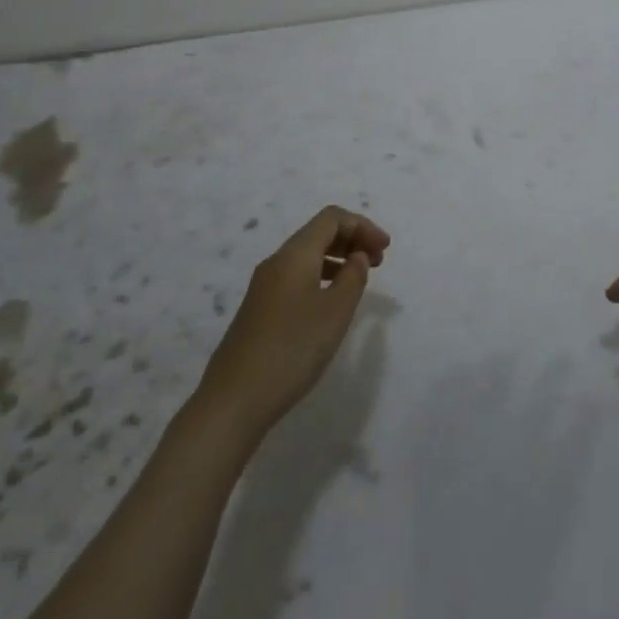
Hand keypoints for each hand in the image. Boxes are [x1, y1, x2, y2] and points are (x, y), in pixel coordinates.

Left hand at [196, 206, 390, 439]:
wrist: (233, 401)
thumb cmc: (291, 350)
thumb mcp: (335, 313)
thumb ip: (353, 277)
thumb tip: (357, 256)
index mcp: (294, 255)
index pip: (331, 218)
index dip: (362, 225)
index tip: (386, 248)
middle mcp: (276, 262)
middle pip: (318, 233)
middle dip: (352, 239)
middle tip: (379, 261)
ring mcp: (264, 287)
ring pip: (307, 256)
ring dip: (337, 258)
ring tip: (360, 279)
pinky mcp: (259, 309)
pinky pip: (297, 276)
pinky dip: (321, 276)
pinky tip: (331, 302)